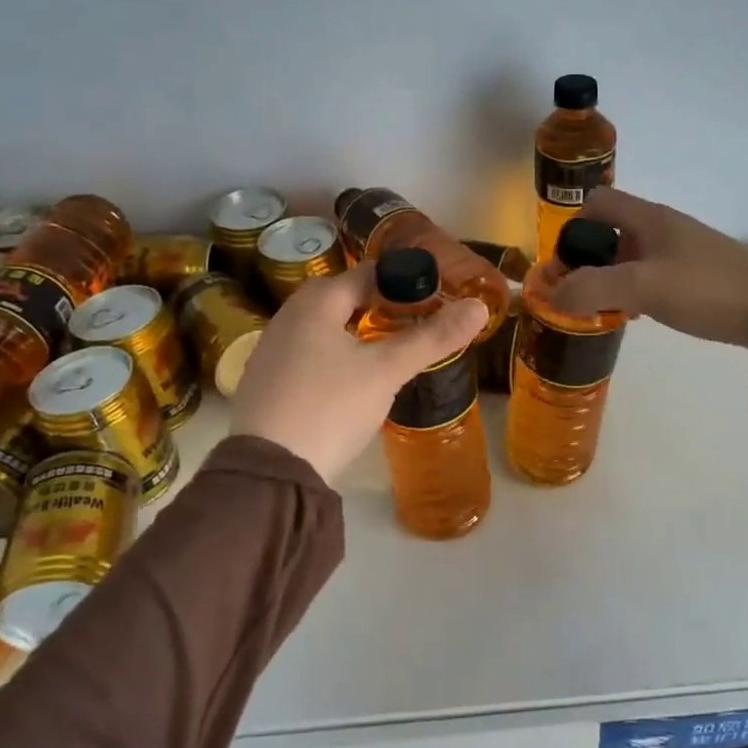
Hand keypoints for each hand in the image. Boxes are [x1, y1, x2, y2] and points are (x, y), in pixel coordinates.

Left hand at [229, 261, 487, 481]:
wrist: (269, 473)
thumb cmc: (330, 407)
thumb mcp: (387, 371)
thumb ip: (433, 338)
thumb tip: (479, 307)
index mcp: (315, 302)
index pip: (368, 274)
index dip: (404, 281)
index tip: (436, 297)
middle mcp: (288, 316)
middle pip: (345, 299)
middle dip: (382, 307)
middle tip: (419, 324)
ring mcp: (272, 350)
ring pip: (326, 328)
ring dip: (359, 333)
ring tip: (393, 351)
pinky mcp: (268, 382)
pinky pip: (311, 354)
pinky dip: (338, 356)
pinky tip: (354, 381)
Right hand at [545, 186, 747, 346]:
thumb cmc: (704, 288)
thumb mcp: (642, 288)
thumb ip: (592, 288)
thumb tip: (552, 295)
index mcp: (647, 218)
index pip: (596, 203)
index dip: (573, 228)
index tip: (565, 264)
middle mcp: (660, 227)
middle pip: (609, 232)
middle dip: (587, 261)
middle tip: (577, 294)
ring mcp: (679, 250)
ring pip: (628, 257)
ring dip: (608, 279)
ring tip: (601, 311)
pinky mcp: (693, 274)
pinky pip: (648, 275)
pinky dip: (632, 291)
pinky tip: (635, 316)